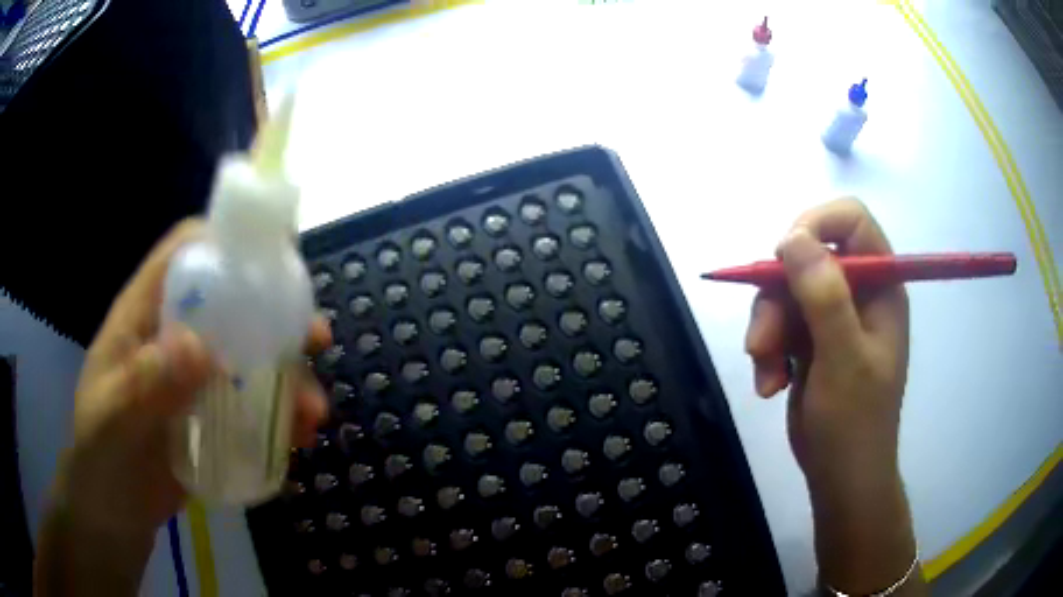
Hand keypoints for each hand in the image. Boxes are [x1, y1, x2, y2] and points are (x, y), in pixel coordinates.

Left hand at [58, 218, 329, 536]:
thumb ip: (145, 384)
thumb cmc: (99, 457)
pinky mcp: (212, 417)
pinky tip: (298, 436)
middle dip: (277, 312)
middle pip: (231, 300)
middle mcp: (176, 334)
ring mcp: (196, 378)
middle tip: (313, 338)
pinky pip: (254, 405)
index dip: (227, 240)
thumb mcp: (111, 421)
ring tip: (310, 409)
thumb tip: (201, 348)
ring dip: (288, 374)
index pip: (187, 252)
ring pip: (250, 356)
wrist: (112, 512)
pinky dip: (281, 414)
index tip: (275, 260)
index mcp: (145, 314)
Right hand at [745, 199, 923, 594]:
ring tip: (766, 373)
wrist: (840, 478)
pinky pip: (779, 324)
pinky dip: (768, 352)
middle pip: (808, 258)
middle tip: (763, 342)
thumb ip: (824, 296)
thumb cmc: (854, 423)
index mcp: (881, 287)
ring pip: (785, 293)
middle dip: (778, 298)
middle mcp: (858, 294)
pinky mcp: (811, 341)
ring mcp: (833, 318)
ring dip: (767, 331)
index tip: (781, 256)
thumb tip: (792, 238)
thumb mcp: (843, 359)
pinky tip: (770, 384)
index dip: (816, 225)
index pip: (852, 222)